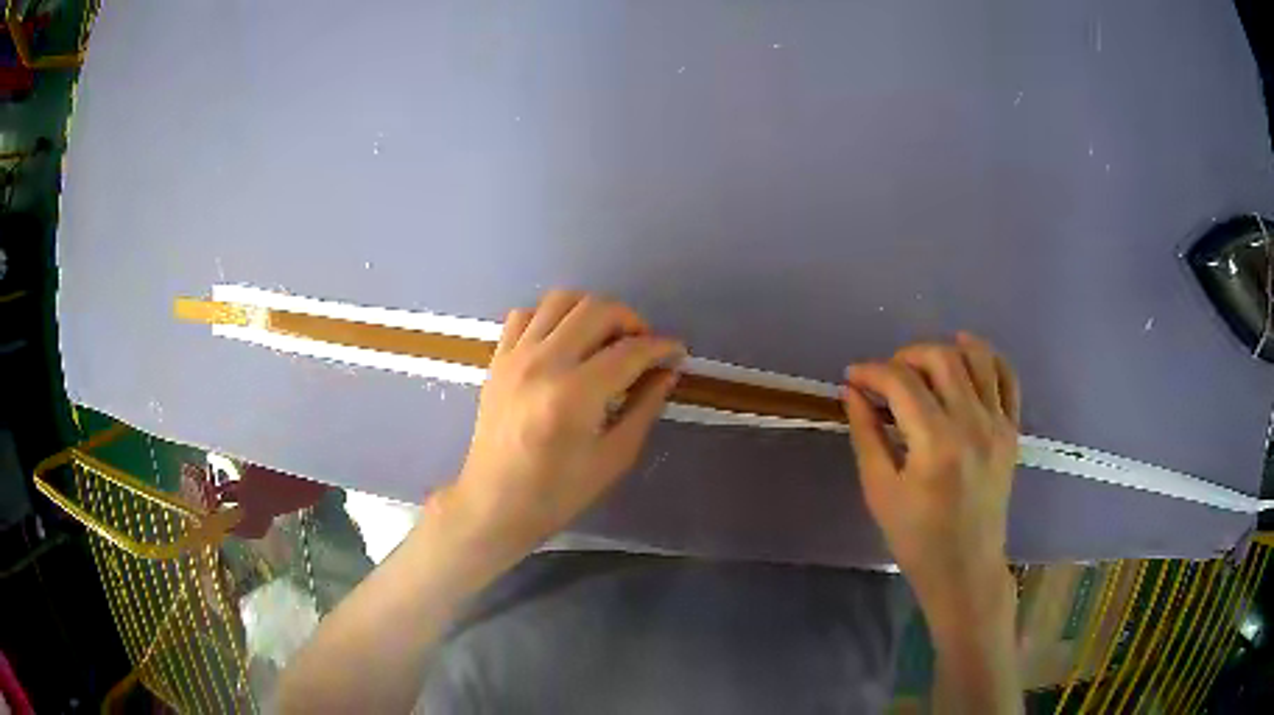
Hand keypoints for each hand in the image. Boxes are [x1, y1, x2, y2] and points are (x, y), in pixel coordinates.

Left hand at [443, 290, 684, 550]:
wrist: (494, 503)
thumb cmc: (557, 492)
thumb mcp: (614, 458)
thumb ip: (644, 408)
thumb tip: (667, 371)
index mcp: (575, 395)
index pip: (629, 351)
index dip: (661, 347)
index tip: (676, 352)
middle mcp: (543, 363)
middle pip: (597, 310)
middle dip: (631, 320)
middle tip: (643, 346)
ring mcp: (515, 356)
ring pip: (561, 299)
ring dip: (593, 310)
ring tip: (606, 338)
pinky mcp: (498, 358)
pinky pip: (526, 313)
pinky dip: (551, 316)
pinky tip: (563, 341)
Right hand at [842, 333, 1020, 623]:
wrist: (965, 567)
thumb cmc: (916, 538)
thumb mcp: (879, 491)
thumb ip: (866, 435)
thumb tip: (852, 391)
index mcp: (935, 444)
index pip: (902, 383)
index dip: (872, 371)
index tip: (853, 376)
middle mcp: (972, 424)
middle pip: (942, 359)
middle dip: (908, 355)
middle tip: (887, 374)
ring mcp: (998, 425)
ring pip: (978, 358)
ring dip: (948, 348)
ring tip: (925, 361)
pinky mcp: (1012, 431)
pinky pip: (1008, 378)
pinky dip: (989, 358)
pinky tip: (969, 358)